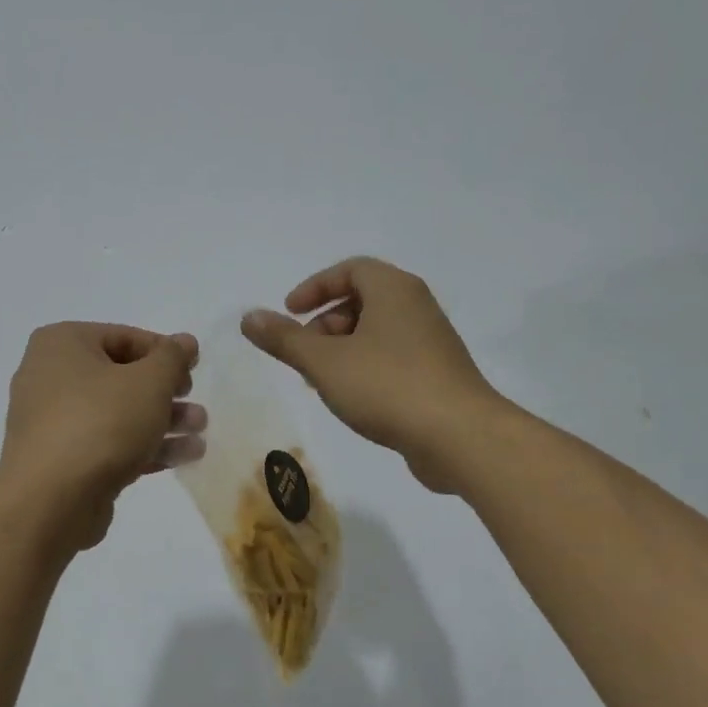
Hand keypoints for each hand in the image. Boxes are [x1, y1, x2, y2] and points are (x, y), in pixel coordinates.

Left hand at [0, 323, 206, 547]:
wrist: (52, 500)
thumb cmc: (101, 422)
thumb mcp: (149, 382)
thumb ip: (172, 358)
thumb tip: (186, 341)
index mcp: (61, 344)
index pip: (123, 337)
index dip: (165, 352)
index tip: (194, 370)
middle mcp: (50, 377)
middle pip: (121, 378)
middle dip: (166, 393)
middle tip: (196, 405)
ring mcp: (54, 423)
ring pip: (118, 414)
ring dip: (162, 421)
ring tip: (200, 431)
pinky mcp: (63, 461)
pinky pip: (109, 444)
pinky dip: (144, 446)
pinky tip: (184, 456)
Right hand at [242, 257, 495, 492]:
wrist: (459, 436)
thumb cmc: (387, 386)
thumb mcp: (324, 362)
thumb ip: (284, 339)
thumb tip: (248, 317)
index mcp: (394, 290)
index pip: (350, 270)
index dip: (314, 287)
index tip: (289, 313)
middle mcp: (417, 307)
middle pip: (363, 300)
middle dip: (325, 324)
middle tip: (303, 353)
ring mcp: (431, 342)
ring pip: (376, 333)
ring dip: (342, 350)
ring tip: (321, 382)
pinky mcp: (438, 375)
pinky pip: (392, 358)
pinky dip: (365, 368)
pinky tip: (352, 401)